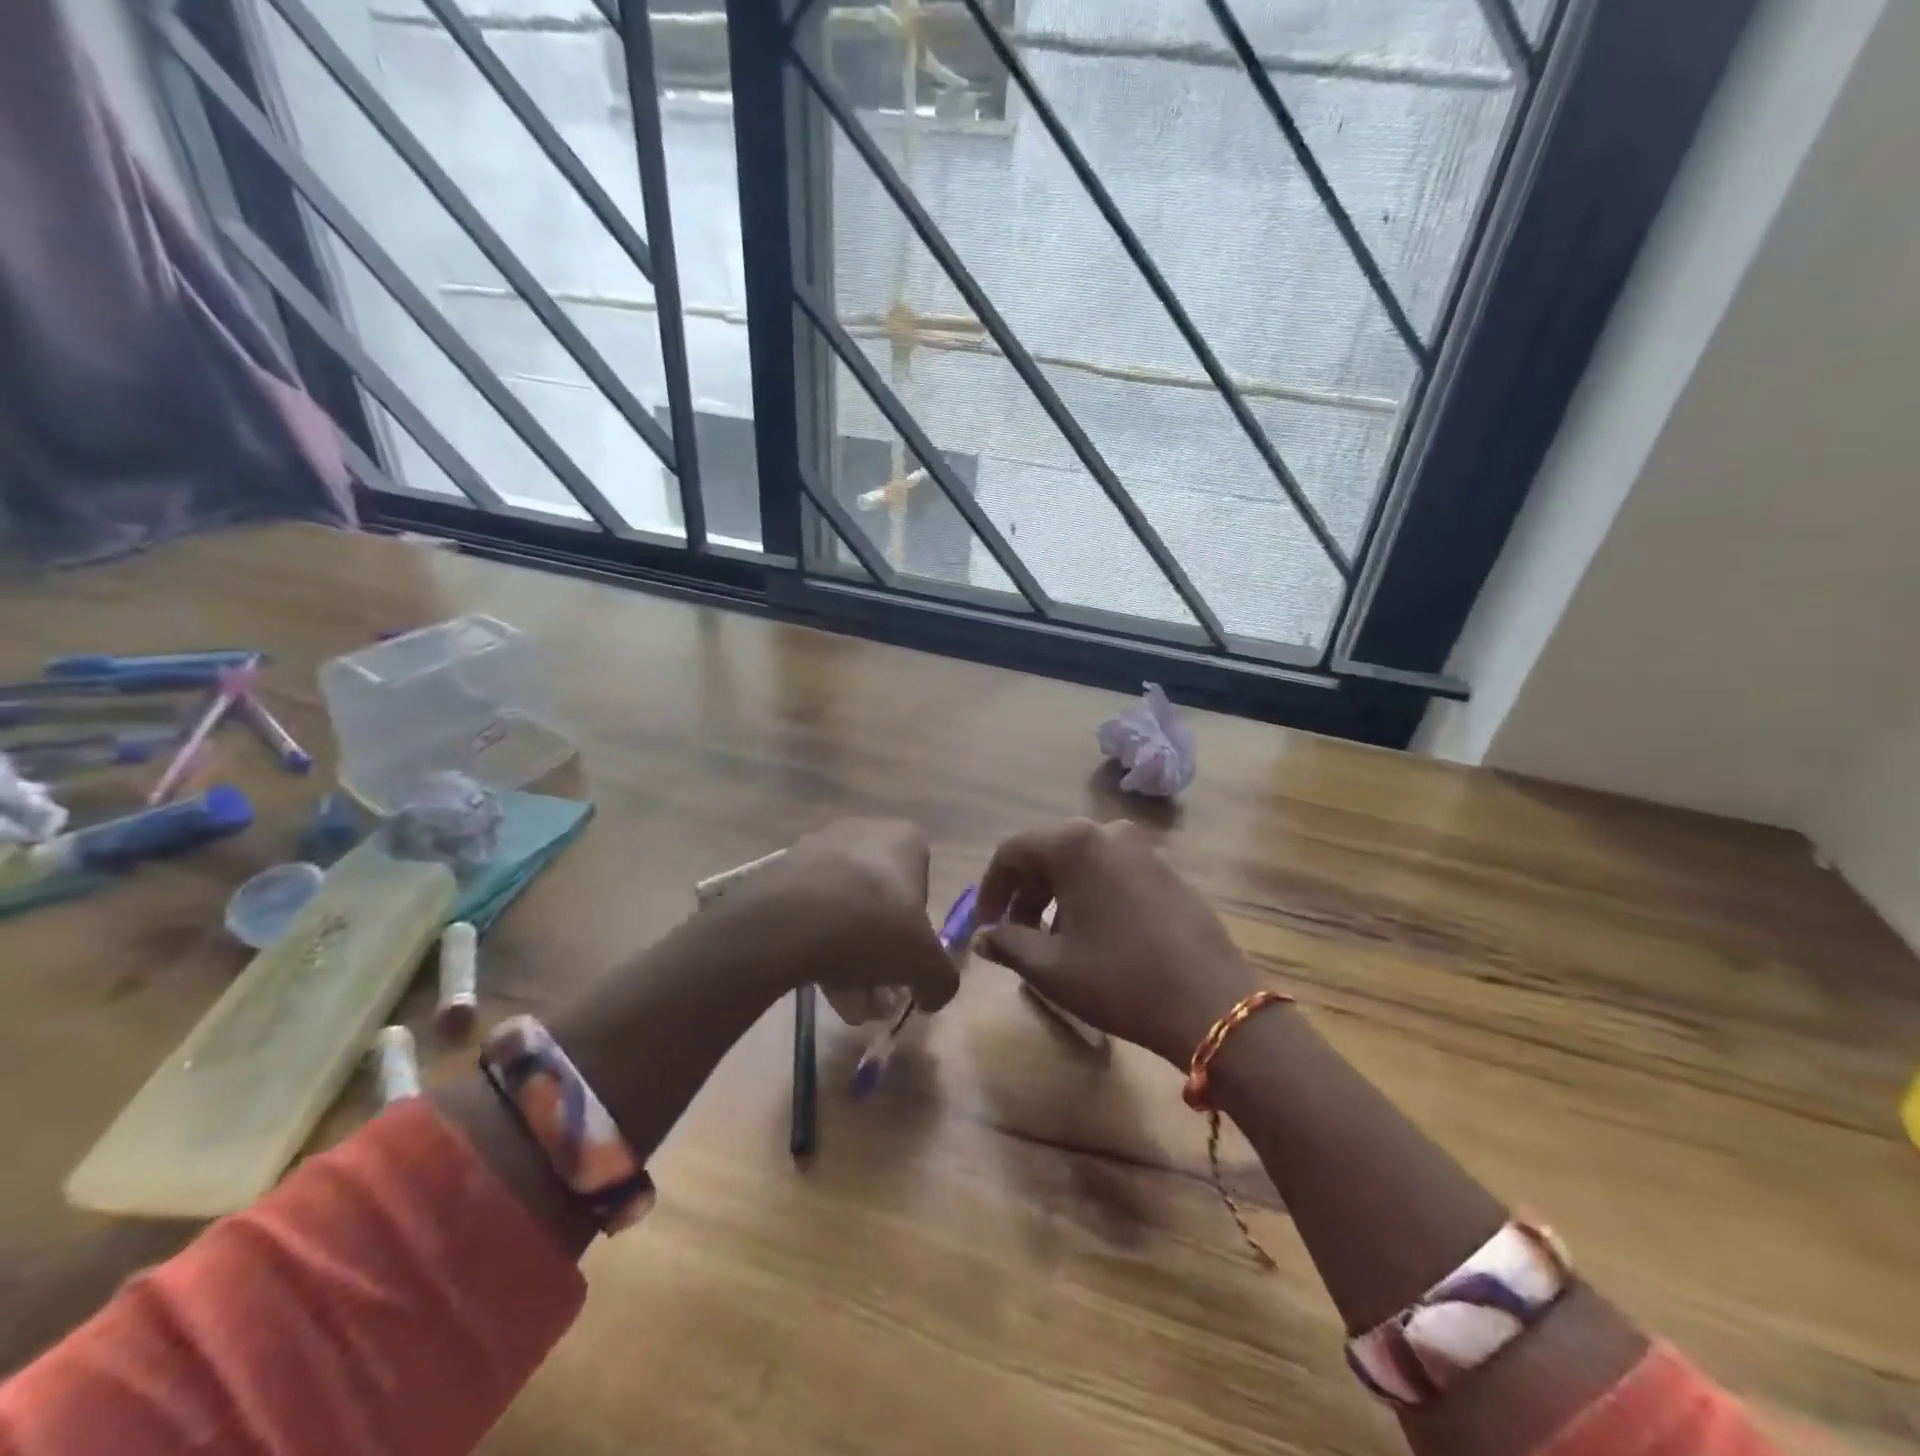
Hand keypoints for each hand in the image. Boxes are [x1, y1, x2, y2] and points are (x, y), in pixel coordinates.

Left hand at [728, 817, 960, 1015]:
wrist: (788, 921)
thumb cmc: (872, 926)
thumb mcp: (925, 963)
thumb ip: (942, 981)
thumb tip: (933, 995)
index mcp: (906, 838)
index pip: (921, 887)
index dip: (915, 930)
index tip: (903, 960)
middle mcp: (865, 830)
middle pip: (880, 902)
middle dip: (878, 949)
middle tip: (872, 989)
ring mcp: (819, 846)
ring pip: (845, 909)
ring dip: (848, 953)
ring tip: (840, 996)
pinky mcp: (783, 868)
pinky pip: (811, 909)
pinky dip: (816, 942)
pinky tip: (813, 978)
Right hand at [974, 819, 1257, 1065]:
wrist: (1211, 1003)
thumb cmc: (1119, 979)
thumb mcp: (1050, 967)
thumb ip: (1007, 943)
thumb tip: (984, 936)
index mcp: (1074, 844)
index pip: (1012, 852)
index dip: (990, 889)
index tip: (985, 925)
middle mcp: (1108, 832)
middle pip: (1048, 855)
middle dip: (1024, 895)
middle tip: (1013, 936)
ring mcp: (1143, 850)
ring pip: (1081, 865)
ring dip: (1056, 898)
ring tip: (1052, 943)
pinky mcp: (1167, 872)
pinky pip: (1112, 874)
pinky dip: (1090, 898)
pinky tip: (1093, 938)